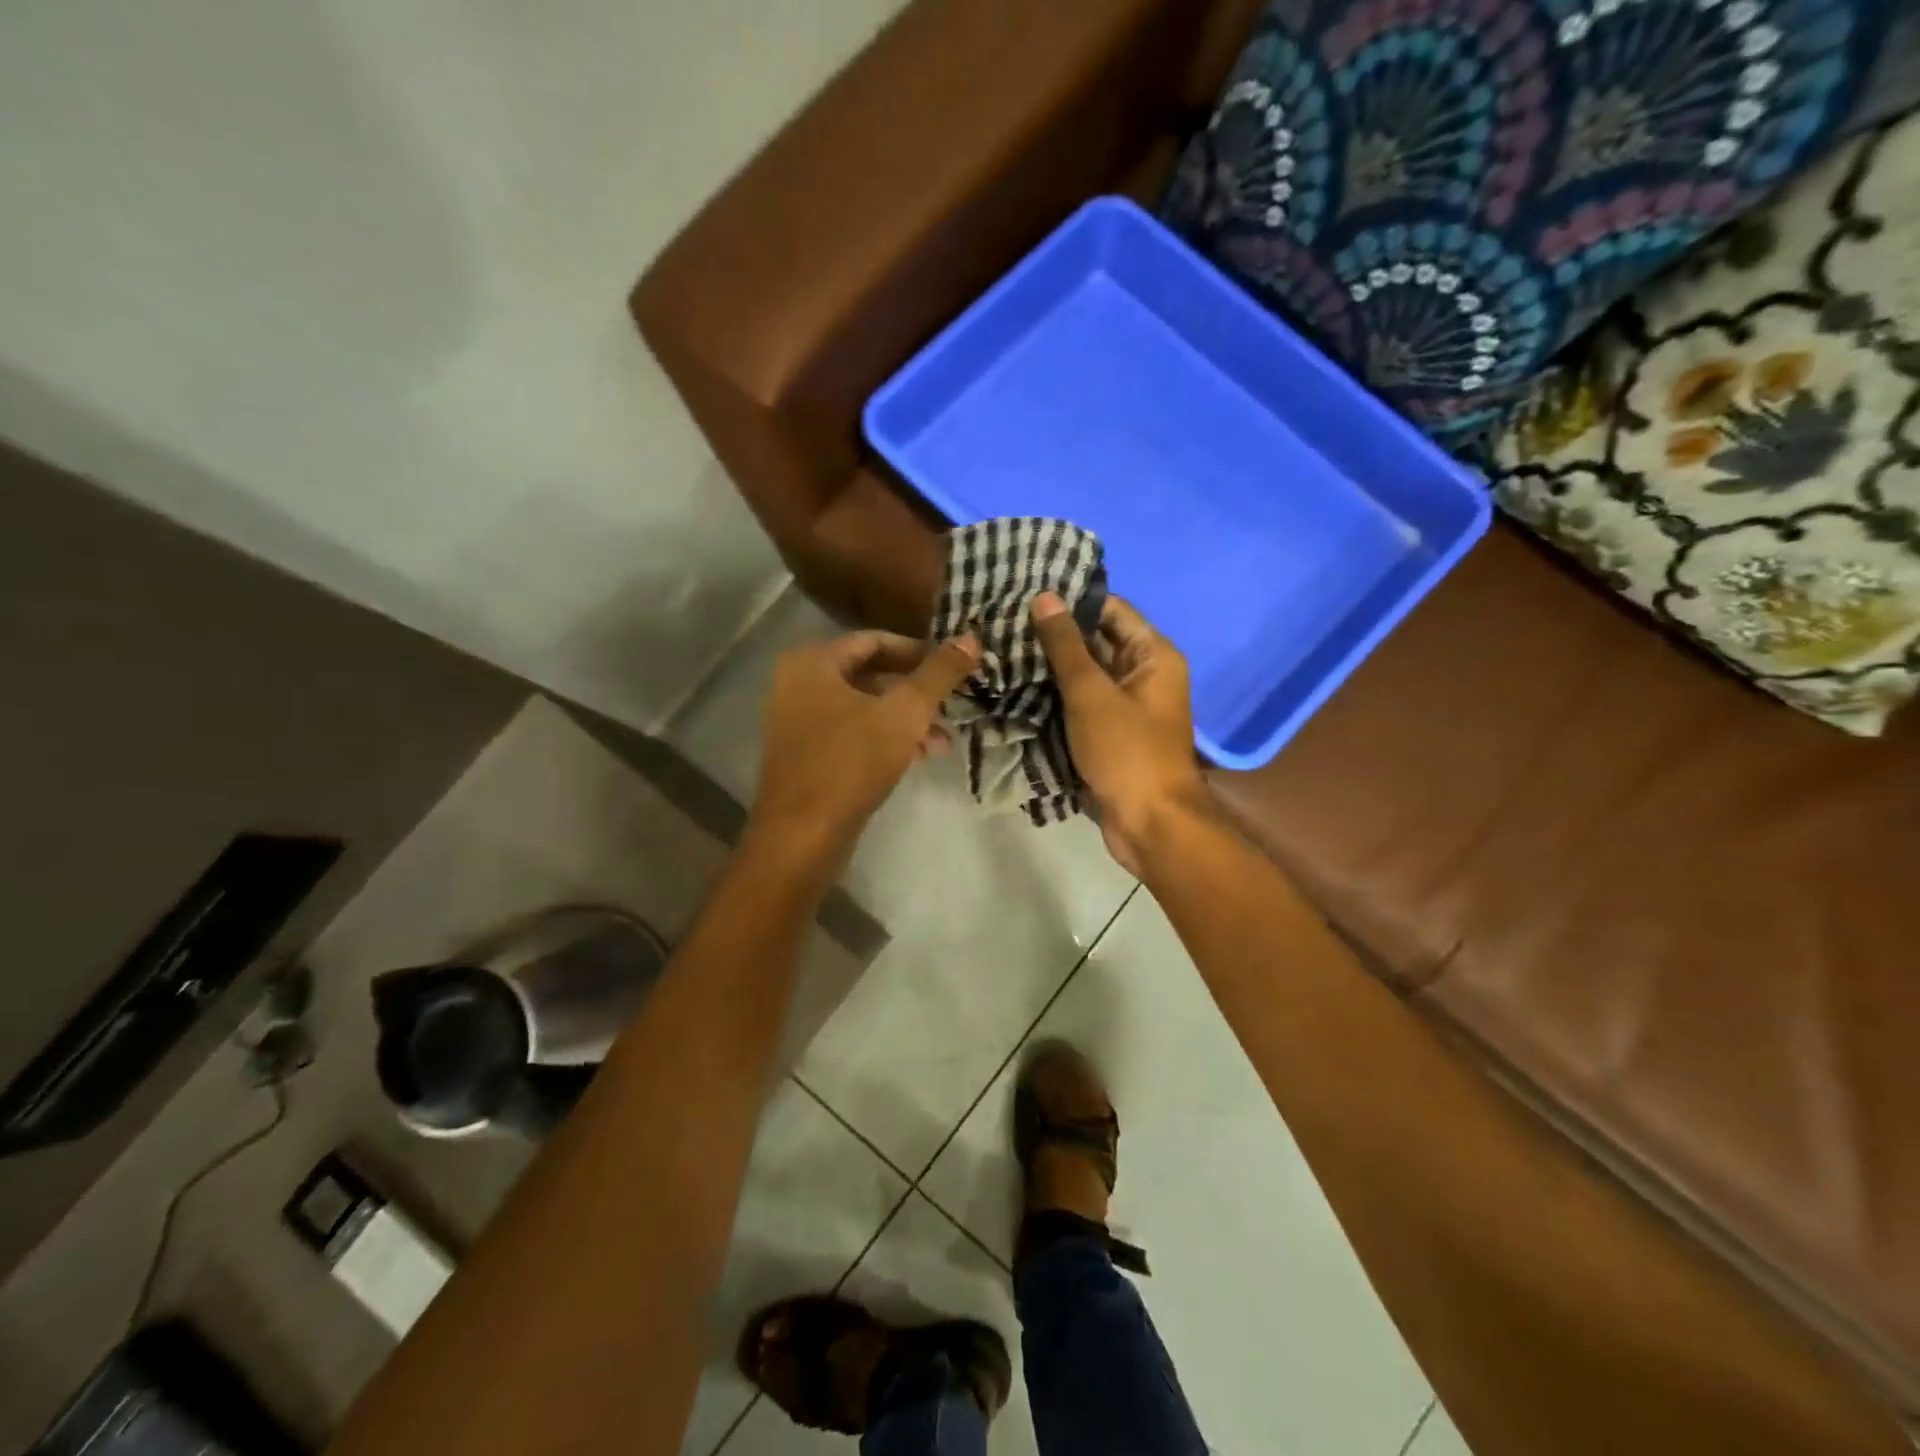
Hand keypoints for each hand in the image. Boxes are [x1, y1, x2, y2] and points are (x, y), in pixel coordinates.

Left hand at [747, 629, 978, 872]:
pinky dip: (885, 738)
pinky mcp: (805, 754)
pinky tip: (919, 758)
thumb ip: (939, 673)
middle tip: (955, 706)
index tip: (955, 667)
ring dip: (906, 720)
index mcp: (812, 662)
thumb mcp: (905, 713)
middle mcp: (798, 683)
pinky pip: (852, 732)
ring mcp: (798, 721)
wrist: (801, 837)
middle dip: (917, 692)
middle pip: (871, 674)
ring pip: (864, 707)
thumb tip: (970, 637)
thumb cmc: (851, 763)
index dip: (920, 651)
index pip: (876, 641)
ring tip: (945, 742)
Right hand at [1030, 593, 1207, 874]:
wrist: (1150, 824)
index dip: (1072, 600)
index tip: (1026, 592)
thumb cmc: (1126, 751)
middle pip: (1097, 641)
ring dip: (1050, 667)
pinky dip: (1055, 697)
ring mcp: (1126, 706)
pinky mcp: (1110, 733)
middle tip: (1004, 622)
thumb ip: (1065, 645)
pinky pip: (1080, 704)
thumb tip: (1044, 597)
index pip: (1111, 609)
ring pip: (1084, 675)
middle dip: (1054, 635)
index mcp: (1153, 655)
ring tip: (1002, 649)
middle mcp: (1144, 674)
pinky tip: (1016, 687)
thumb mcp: (1091, 693)